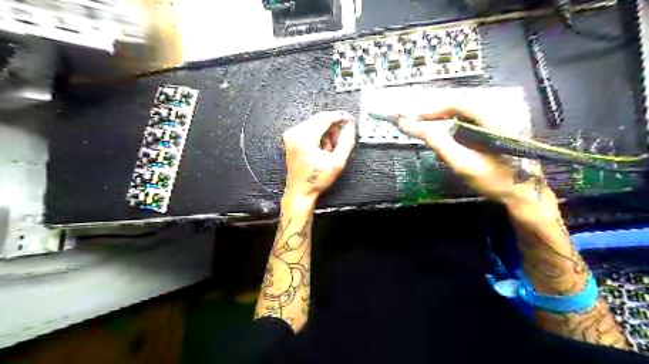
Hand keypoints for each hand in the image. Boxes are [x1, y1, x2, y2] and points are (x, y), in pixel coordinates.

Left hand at [284, 110, 357, 203]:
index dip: (339, 116)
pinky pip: (309, 129)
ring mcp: (291, 135)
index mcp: (305, 139)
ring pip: (315, 124)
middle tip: (340, 141)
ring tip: (330, 150)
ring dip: (326, 133)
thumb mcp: (337, 162)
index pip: (324, 118)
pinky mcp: (290, 138)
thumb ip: (346, 142)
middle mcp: (295, 133)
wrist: (300, 191)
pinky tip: (322, 149)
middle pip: (319, 119)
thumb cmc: (317, 180)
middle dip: (333, 128)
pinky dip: (318, 136)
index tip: (350, 120)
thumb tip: (350, 126)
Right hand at [392, 88, 542, 204]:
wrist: (525, 195)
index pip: (459, 102)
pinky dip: (457, 129)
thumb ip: (439, 142)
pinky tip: (450, 141)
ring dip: (446, 121)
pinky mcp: (502, 129)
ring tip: (431, 133)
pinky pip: (473, 122)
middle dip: (438, 115)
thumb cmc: (496, 180)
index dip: (434, 108)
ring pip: (467, 114)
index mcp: (495, 117)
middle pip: (462, 106)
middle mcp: (501, 112)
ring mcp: (504, 120)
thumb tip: (414, 126)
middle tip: (420, 126)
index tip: (416, 118)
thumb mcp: (464, 163)